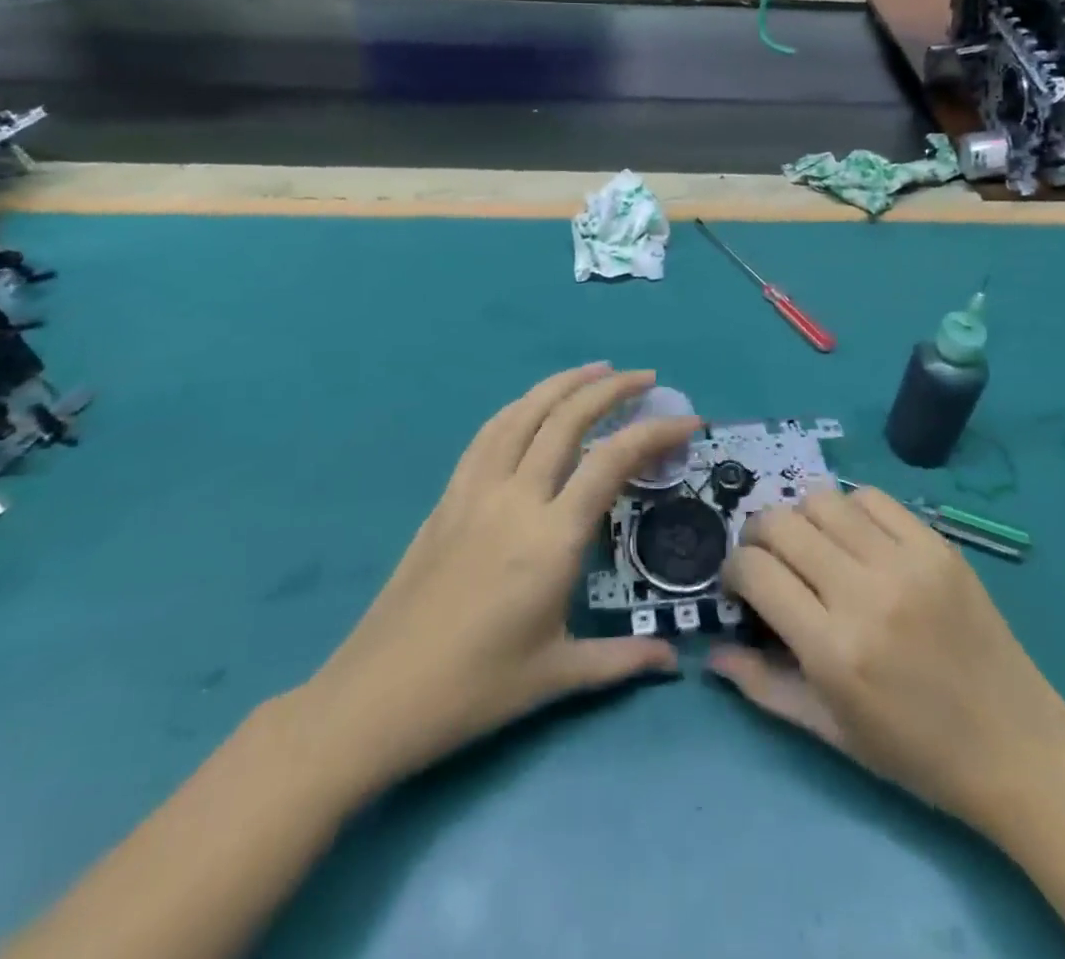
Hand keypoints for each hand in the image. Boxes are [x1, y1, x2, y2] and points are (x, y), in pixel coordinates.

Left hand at [296, 364, 698, 801]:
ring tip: (595, 370)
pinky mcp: (448, 496)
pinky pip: (488, 434)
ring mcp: (476, 491)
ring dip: (563, 384)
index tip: (688, 421)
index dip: (655, 432)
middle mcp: (516, 498)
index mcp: (551, 538)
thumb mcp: (557, 677)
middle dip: (612, 389)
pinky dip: (519, 407)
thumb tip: (674, 660)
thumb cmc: (475, 689)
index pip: (612, 461)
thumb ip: (623, 660)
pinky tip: (532, 405)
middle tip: (646, 378)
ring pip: (523, 414)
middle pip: (567, 419)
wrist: (377, 696)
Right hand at [709, 487, 1064, 824]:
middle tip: (769, 560)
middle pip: (780, 522)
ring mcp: (906, 562)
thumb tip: (711, 653)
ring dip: (802, 517)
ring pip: (822, 499)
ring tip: (813, 546)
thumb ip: (764, 687)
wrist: (1018, 747)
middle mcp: (864, 592)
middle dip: (758, 536)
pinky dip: (851, 510)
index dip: (733, 569)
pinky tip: (857, 539)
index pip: (755, 570)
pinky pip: (873, 498)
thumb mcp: (831, 732)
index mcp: (833, 649)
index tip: (740, 585)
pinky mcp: (938, 545)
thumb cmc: (916, 752)